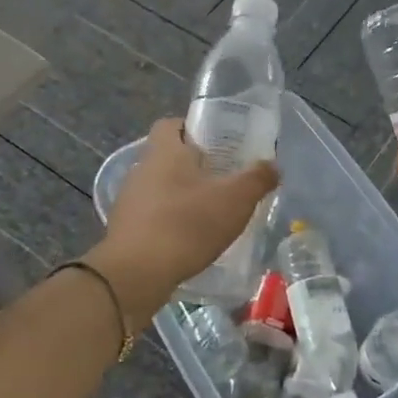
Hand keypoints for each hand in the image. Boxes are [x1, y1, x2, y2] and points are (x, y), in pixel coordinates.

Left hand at [88, 118, 277, 327]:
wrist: (136, 273)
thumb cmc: (187, 224)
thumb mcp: (235, 200)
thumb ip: (257, 179)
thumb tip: (273, 166)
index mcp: (165, 151)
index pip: (171, 124)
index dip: (192, 128)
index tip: (216, 143)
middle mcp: (141, 169)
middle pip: (167, 156)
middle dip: (192, 166)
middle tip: (222, 179)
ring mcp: (129, 200)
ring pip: (159, 187)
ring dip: (180, 196)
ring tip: (208, 212)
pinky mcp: (124, 228)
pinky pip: (151, 215)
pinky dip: (168, 221)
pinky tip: (188, 239)